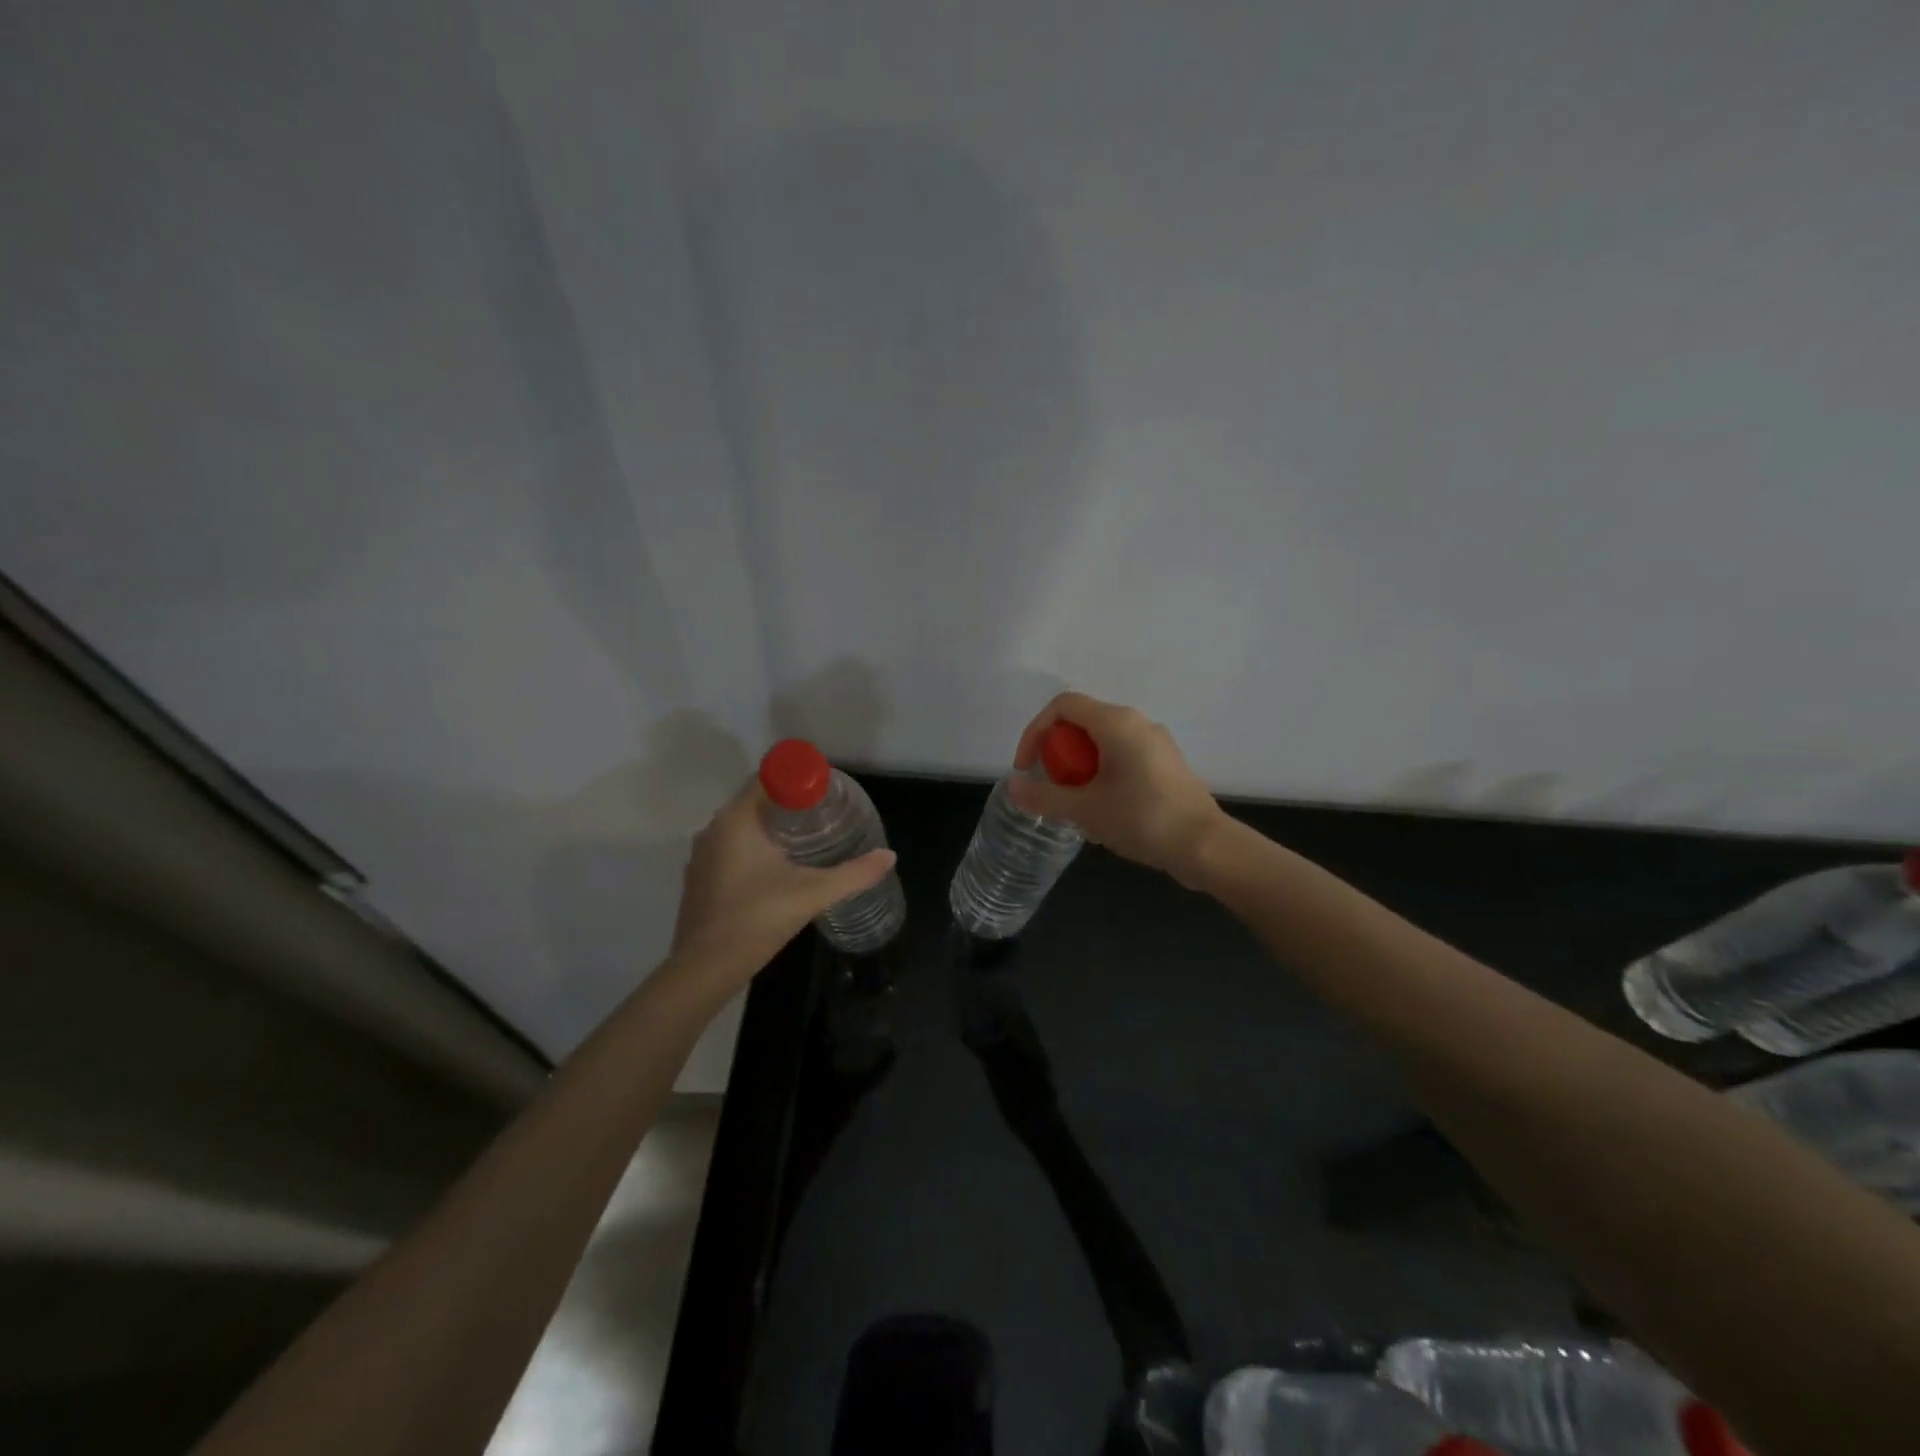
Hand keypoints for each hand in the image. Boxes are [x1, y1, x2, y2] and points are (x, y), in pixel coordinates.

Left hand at [669, 779, 896, 981]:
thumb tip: (889, 856)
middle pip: (756, 800)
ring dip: (771, 826)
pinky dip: (754, 847)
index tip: (824, 790)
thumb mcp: (812, 894)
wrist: (704, 969)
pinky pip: (731, 847)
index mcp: (736, 820)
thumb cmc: (757, 919)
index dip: (797, 778)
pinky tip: (777, 866)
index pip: (767, 778)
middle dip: (789, 802)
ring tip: (807, 838)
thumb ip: (853, 873)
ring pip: (742, 826)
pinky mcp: (700, 877)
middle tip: (824, 813)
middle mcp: (714, 829)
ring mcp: (703, 855)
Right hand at [1006, 692, 1224, 886]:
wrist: (1205, 846)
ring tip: (1078, 806)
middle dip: (1058, 754)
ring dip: (1080, 768)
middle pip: (1082, 723)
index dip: (1035, 731)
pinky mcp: (1167, 764)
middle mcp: (1137, 723)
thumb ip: (1044, 797)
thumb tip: (1012, 787)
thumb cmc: (1142, 819)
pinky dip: (1103, 774)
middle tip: (1054, 790)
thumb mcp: (1085, 810)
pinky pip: (1122, 757)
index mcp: (1116, 722)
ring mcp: (1156, 742)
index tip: (1027, 768)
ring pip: (1102, 742)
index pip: (1062, 705)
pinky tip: (1106, 811)